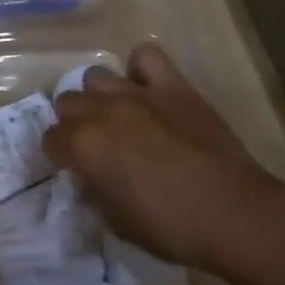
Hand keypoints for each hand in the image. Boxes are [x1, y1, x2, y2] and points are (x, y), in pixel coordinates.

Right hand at [43, 43, 284, 272]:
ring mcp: (137, 93)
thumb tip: (91, 177)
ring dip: (101, 97)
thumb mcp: (117, 223)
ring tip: (119, 116)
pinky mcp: (172, 85)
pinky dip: (141, 70)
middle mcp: (102, 110)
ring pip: (96, 76)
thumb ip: (95, 191)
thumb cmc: (172, 228)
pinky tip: (148, 90)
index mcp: (84, 145)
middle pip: (67, 102)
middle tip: (96, 145)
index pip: (50, 140)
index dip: (59, 156)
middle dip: (75, 123)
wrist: (234, 213)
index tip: (73, 169)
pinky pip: (146, 56)